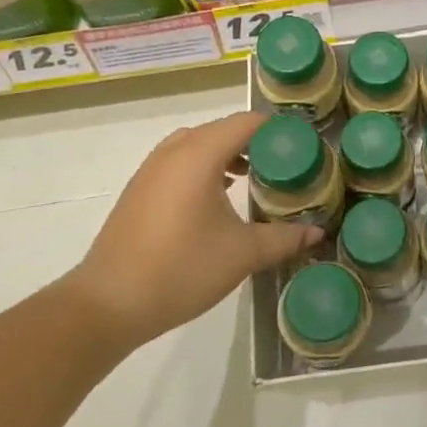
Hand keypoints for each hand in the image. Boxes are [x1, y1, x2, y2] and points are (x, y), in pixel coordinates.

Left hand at [69, 112, 318, 349]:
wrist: (108, 303)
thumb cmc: (180, 269)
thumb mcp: (242, 254)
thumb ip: (284, 238)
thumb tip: (318, 232)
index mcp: (200, 154)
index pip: (247, 122)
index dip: (278, 130)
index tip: (303, 147)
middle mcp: (174, 151)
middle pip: (223, 129)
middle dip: (256, 142)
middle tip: (286, 164)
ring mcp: (152, 168)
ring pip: (199, 144)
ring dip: (228, 153)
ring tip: (255, 177)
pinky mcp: (140, 188)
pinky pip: (181, 161)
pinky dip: (205, 166)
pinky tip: (219, 197)